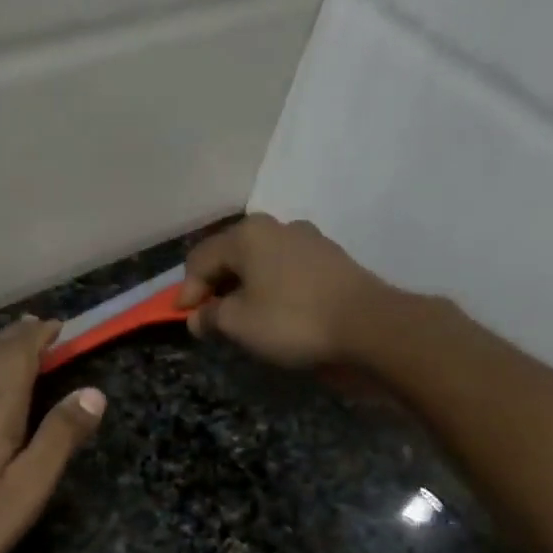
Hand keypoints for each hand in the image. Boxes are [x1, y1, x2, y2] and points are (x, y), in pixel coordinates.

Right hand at [177, 215, 384, 368]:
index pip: (200, 259)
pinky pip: (285, 271)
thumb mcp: (238, 323)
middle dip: (215, 287)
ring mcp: (308, 240)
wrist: (367, 325)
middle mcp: (276, 227)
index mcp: (247, 235)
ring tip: (242, 319)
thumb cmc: (292, 320)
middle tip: (210, 319)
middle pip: (231, 255)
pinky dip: (271, 288)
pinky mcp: (330, 259)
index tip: (185, 320)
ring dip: (244, 288)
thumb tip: (199, 317)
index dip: (187, 291)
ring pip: (260, 262)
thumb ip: (211, 316)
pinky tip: (274, 313)